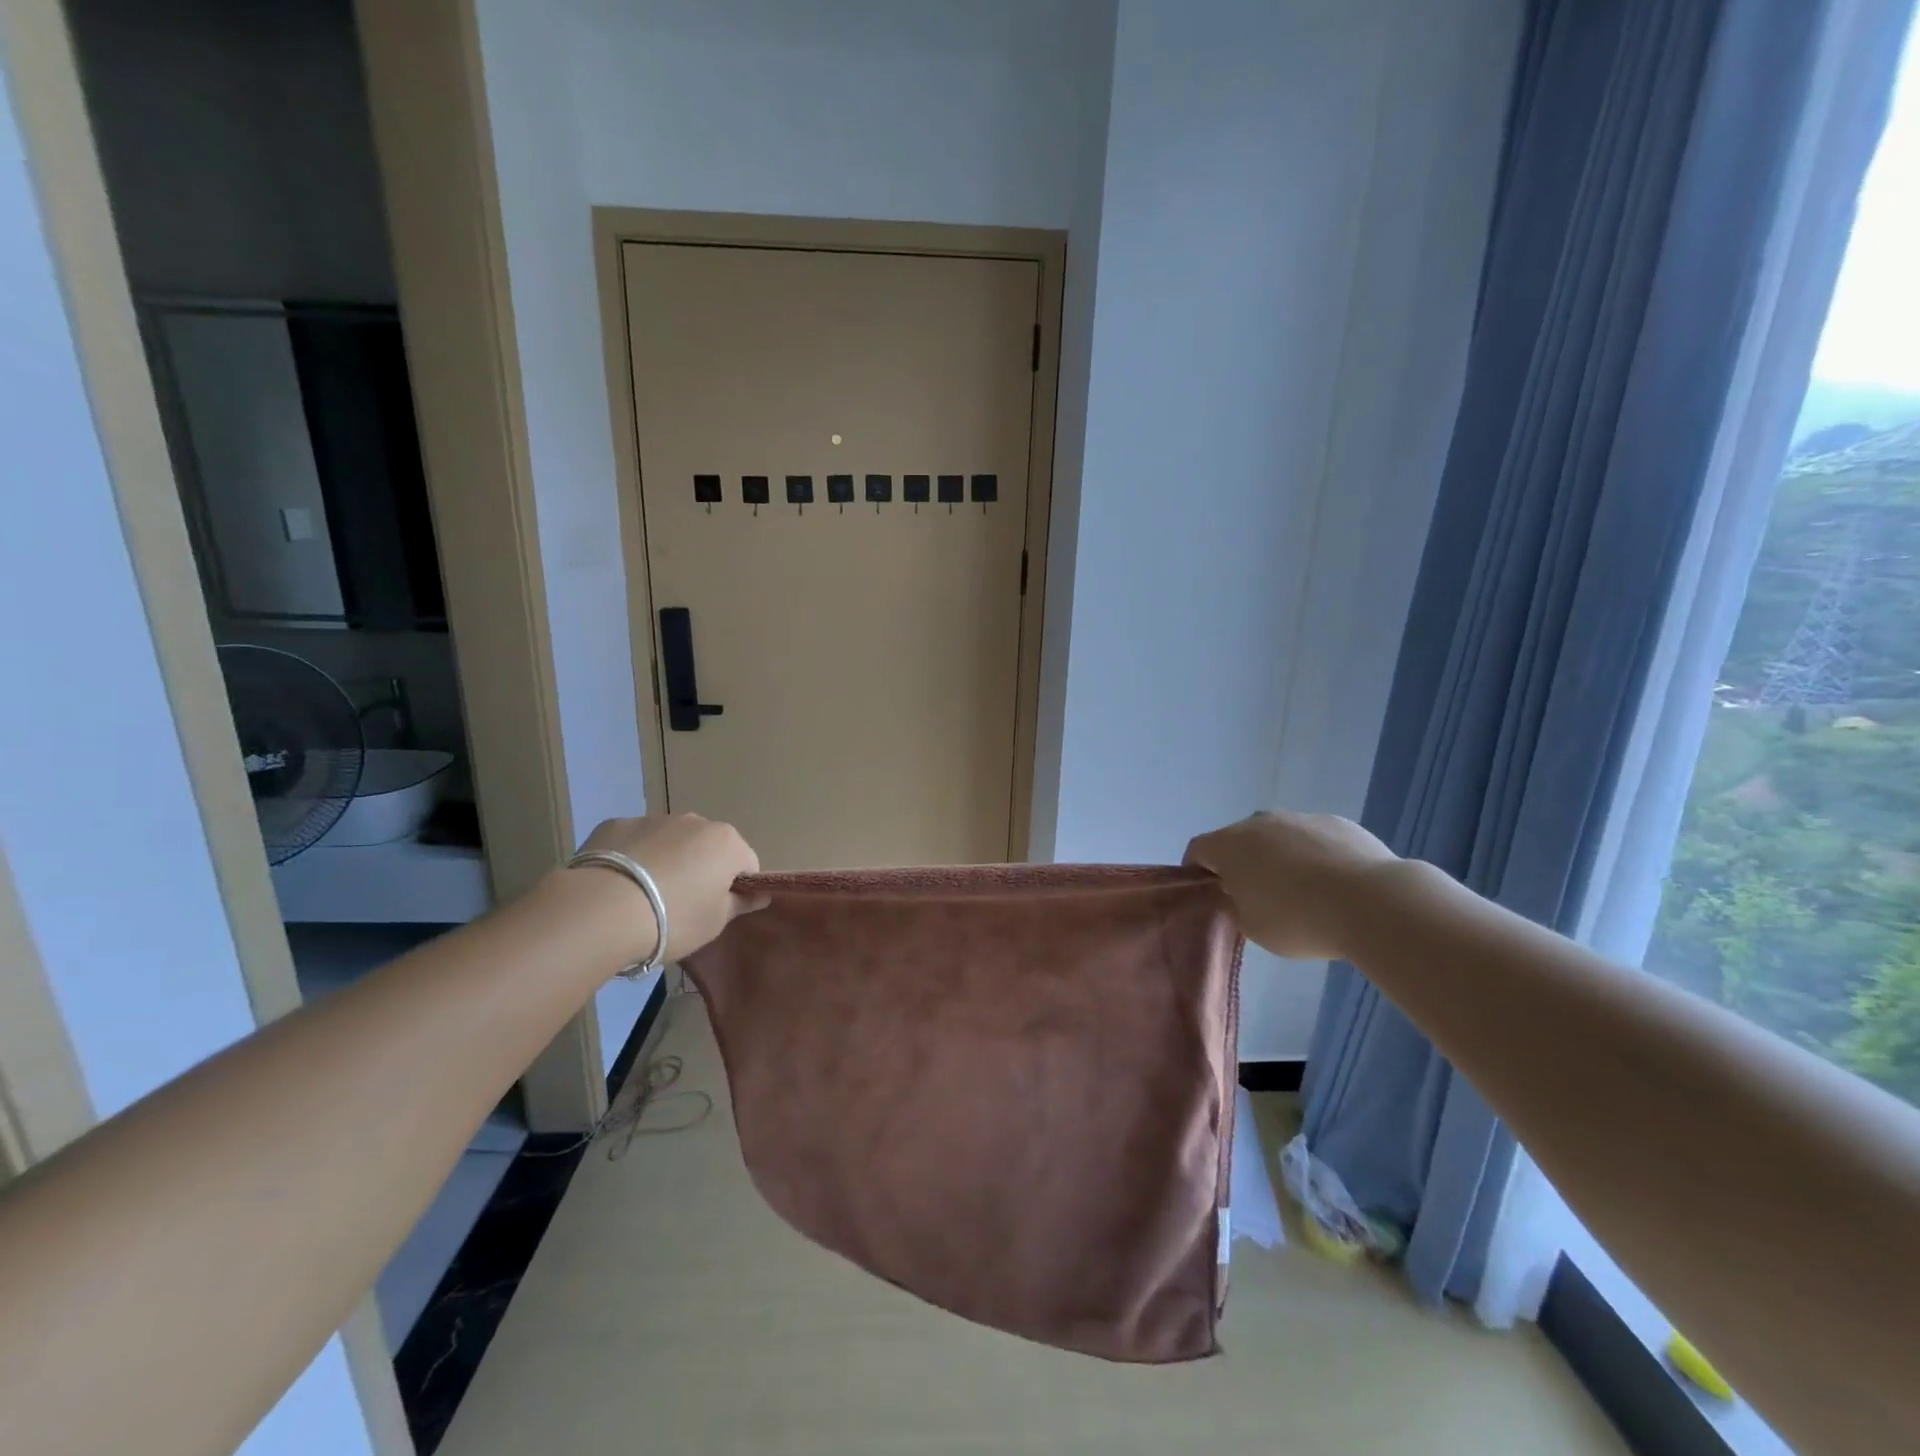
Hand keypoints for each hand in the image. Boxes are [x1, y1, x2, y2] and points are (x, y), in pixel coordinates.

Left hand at [574, 814, 766, 961]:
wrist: (601, 911)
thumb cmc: (674, 919)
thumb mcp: (715, 922)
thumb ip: (740, 903)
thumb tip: (760, 894)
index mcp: (726, 842)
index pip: (746, 863)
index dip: (736, 888)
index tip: (718, 910)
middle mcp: (694, 821)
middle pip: (707, 847)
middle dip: (700, 870)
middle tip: (681, 906)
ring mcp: (652, 819)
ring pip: (669, 842)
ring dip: (665, 862)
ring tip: (643, 899)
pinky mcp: (614, 825)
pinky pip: (633, 842)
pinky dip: (631, 859)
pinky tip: (617, 887)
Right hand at [1184, 811, 1397, 960]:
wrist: (1373, 902)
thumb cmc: (1298, 919)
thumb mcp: (1252, 927)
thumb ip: (1236, 905)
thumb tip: (1242, 892)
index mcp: (1229, 844)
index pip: (1198, 850)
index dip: (1197, 872)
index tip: (1209, 894)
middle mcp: (1259, 822)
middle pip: (1239, 840)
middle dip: (1241, 863)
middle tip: (1257, 896)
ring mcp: (1300, 817)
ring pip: (1278, 837)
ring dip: (1280, 858)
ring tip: (1303, 892)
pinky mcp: (1337, 822)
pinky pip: (1314, 839)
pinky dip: (1315, 856)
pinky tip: (1335, 885)